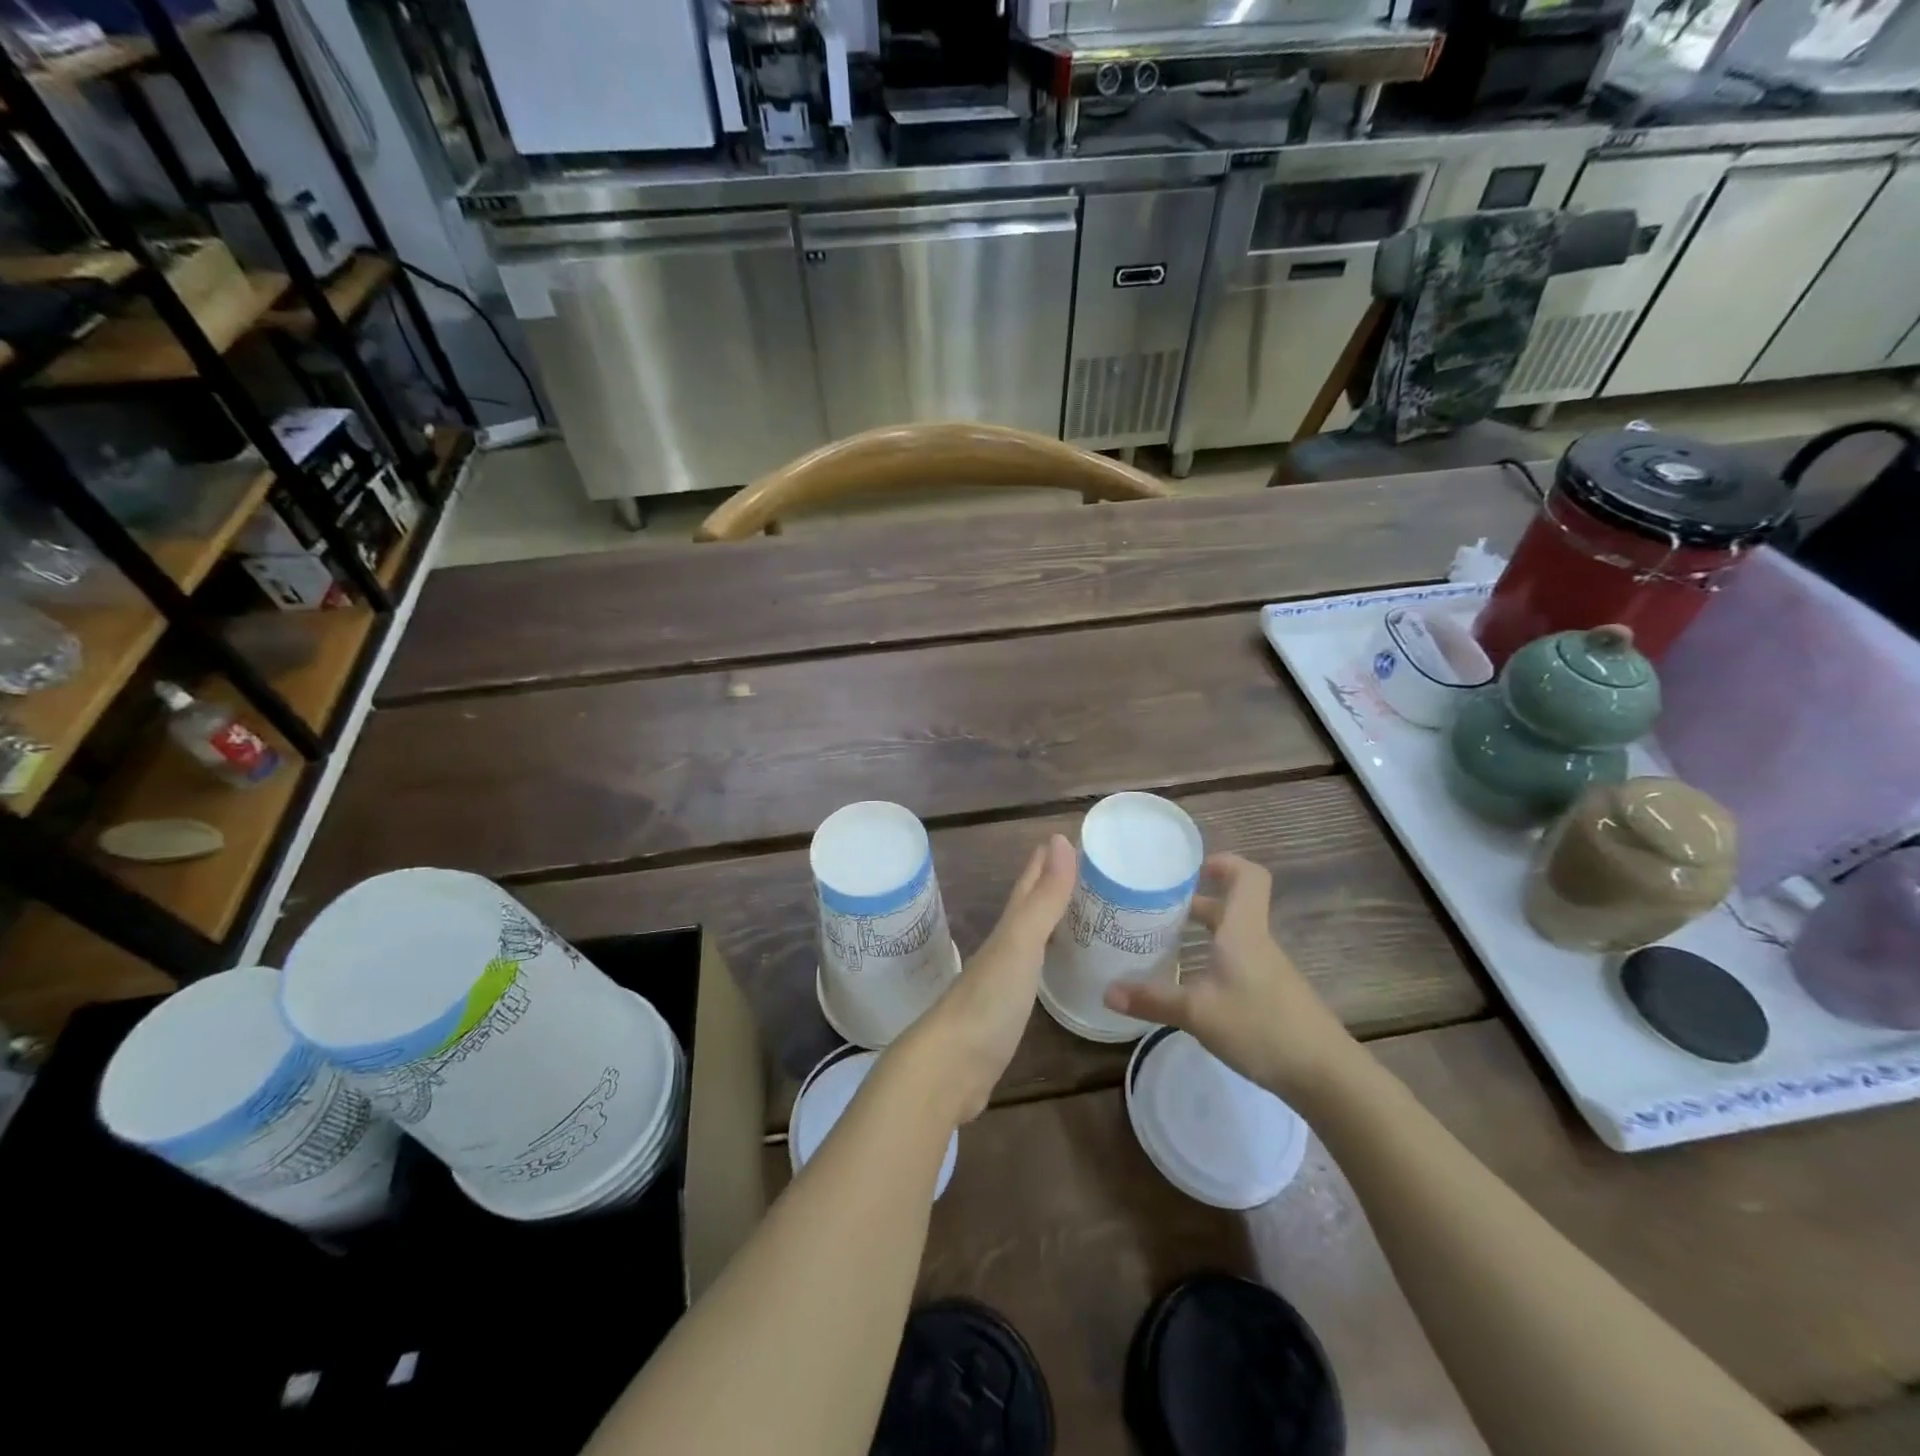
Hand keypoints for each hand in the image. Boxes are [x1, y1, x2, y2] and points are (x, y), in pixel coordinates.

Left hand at [889, 835, 1076, 1123]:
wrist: (949, 1068)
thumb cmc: (988, 1002)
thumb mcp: (1020, 944)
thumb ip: (1043, 899)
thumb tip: (1061, 840)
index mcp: (1006, 932)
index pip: (1028, 887)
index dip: (1045, 862)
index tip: (1064, 837)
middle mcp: (1001, 951)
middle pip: (1027, 911)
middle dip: (1047, 888)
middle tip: (1080, 872)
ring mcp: (999, 984)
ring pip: (1028, 942)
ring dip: (1047, 925)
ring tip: (1075, 915)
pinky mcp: (1003, 1017)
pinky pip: (1029, 976)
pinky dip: (1043, 963)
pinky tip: (1052, 968)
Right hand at [1103, 853, 1358, 1105]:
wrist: (1326, 1075)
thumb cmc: (1261, 1027)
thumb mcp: (1197, 1013)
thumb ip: (1152, 1000)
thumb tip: (1107, 991)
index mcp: (1243, 931)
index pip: (1248, 877)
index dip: (1225, 863)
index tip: (1193, 868)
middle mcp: (1256, 942)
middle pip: (1232, 906)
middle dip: (1197, 902)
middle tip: (1158, 907)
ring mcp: (1268, 970)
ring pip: (1233, 936)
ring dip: (1203, 934)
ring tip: (1165, 943)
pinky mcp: (1272, 995)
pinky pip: (1238, 962)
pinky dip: (1213, 960)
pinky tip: (1192, 984)